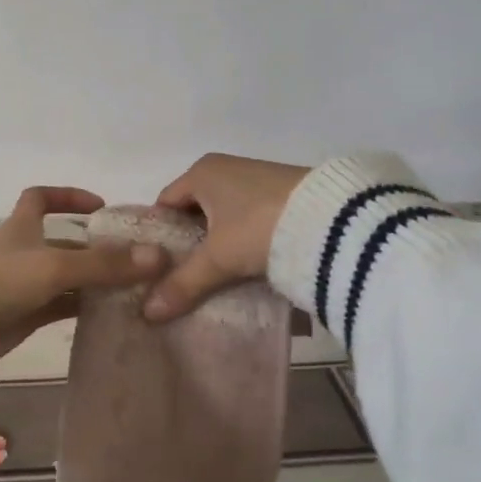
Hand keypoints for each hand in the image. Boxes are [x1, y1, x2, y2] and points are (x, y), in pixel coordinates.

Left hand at [0, 188, 167, 359]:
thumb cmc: (2, 282)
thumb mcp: (56, 267)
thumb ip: (105, 264)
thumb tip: (157, 257)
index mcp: (22, 226)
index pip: (40, 197)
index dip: (68, 196)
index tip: (100, 206)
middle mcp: (24, 251)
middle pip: (65, 243)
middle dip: (97, 249)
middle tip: (136, 259)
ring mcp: (24, 284)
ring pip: (67, 276)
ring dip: (95, 280)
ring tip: (134, 287)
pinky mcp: (26, 313)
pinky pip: (62, 305)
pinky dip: (84, 306)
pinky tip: (112, 313)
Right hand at [142, 154, 310, 322]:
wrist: (332, 221)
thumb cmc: (258, 227)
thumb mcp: (218, 258)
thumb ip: (184, 283)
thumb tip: (148, 313)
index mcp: (202, 172)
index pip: (165, 203)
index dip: (158, 235)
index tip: (156, 267)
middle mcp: (227, 168)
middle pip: (195, 211)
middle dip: (189, 243)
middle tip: (181, 277)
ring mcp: (257, 180)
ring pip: (224, 217)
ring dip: (218, 244)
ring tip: (213, 278)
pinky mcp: (283, 196)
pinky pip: (249, 220)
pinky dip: (243, 241)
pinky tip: (245, 267)